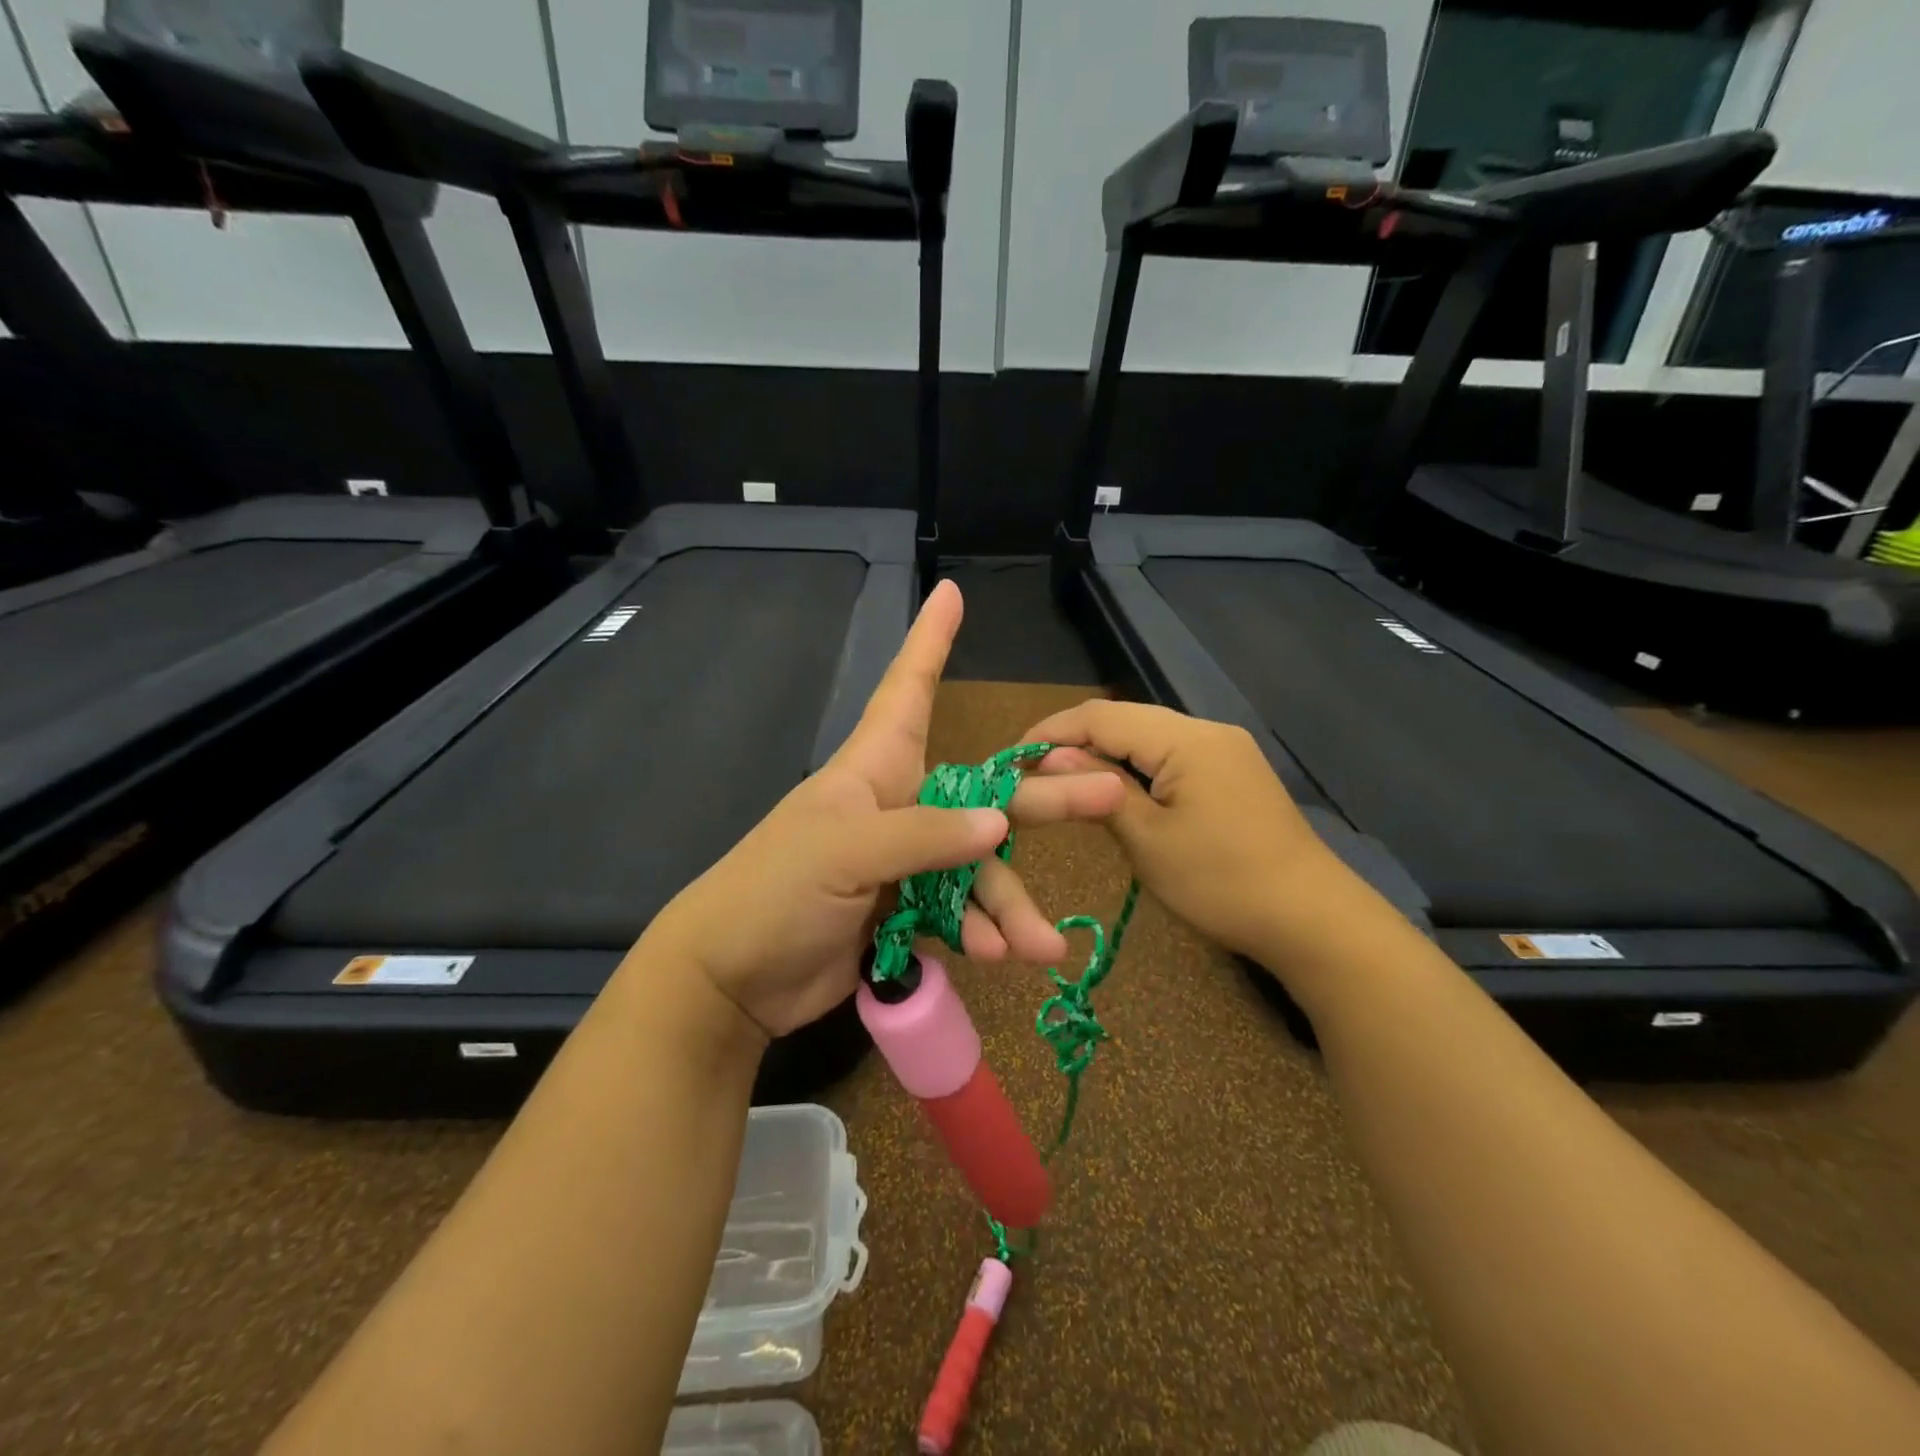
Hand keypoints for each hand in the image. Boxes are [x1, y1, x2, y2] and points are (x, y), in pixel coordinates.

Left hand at [643, 581, 1126, 1038]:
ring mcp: (906, 862)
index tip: (950, 592)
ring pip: (979, 869)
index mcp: (875, 768)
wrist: (734, 979)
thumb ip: (925, 836)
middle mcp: (899, 806)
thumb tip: (1000, 825)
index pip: (907, 689)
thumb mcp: (845, 852)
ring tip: (1041, 946)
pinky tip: (1002, 956)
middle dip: (1042, 798)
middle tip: (1109, 795)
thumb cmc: (775, 891)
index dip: (929, 641)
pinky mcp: (907, 911)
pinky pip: (961, 914)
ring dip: (1010, 906)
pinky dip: (983, 933)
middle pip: (984, 793)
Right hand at [1022, 700, 1350, 960]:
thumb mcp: (1149, 840)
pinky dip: (1135, 767)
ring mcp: (1225, 749)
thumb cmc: (1222, 883)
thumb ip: (1100, 790)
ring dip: (1104, 753)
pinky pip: (1171, 755)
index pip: (1102, 715)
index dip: (1052, 731)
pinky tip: (1114, 789)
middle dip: (1074, 740)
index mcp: (1186, 739)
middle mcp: (1207, 730)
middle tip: (1032, 772)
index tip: (1011, 757)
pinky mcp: (1233, 771)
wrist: (1312, 920)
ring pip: (1148, 736)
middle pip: (1125, 719)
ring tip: (1062, 780)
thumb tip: (1053, 757)